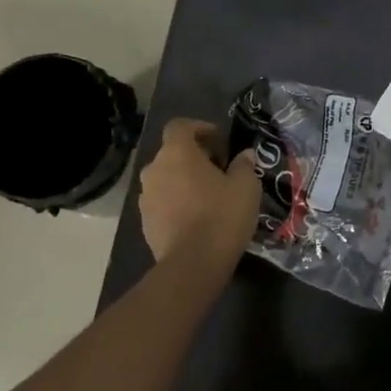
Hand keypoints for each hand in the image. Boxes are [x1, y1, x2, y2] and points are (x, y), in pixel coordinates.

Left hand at [138, 119, 259, 265]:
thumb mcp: (246, 186)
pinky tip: (198, 218)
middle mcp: (154, 170)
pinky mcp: (145, 222)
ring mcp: (146, 197)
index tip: (219, 140)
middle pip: (172, 153)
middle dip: (194, 157)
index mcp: (177, 153)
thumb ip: (244, 165)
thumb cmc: (221, 215)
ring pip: (166, 179)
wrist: (192, 264)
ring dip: (184, 181)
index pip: (180, 126)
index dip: (199, 128)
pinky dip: (177, 203)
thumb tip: (243, 155)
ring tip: (209, 196)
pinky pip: (162, 202)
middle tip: (220, 170)